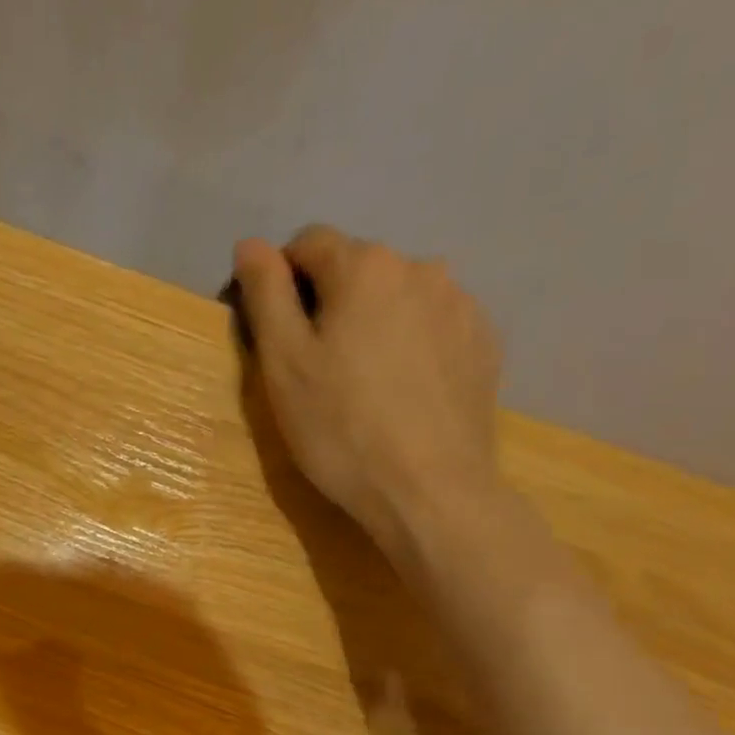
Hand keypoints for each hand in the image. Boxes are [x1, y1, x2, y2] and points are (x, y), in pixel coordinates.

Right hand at [232, 226, 502, 558]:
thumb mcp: (284, 366)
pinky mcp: (484, 343)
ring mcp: (461, 304)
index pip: (309, 243)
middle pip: (358, 270)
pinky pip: (434, 327)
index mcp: (365, 267)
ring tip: (365, 385)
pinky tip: (403, 394)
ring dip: (375, 323)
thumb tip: (250, 245)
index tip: (276, 334)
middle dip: (332, 305)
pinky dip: (412, 346)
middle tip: (318, 371)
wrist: (429, 490)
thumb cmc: (341, 430)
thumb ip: (266, 296)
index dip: (282, 281)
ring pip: (400, 298)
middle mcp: (420, 267)